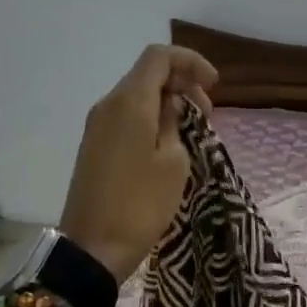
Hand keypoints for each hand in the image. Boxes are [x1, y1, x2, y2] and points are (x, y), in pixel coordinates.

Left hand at [59, 45, 217, 282]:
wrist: (93, 249)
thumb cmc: (141, 204)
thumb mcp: (173, 161)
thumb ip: (174, 121)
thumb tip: (170, 104)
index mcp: (129, 101)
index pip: (159, 56)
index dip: (191, 62)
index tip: (214, 85)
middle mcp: (108, 104)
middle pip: (148, 74)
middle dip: (183, 83)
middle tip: (208, 114)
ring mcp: (97, 125)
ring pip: (137, 95)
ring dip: (168, 102)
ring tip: (193, 130)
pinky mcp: (94, 145)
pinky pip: (127, 116)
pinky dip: (151, 117)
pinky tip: (169, 143)